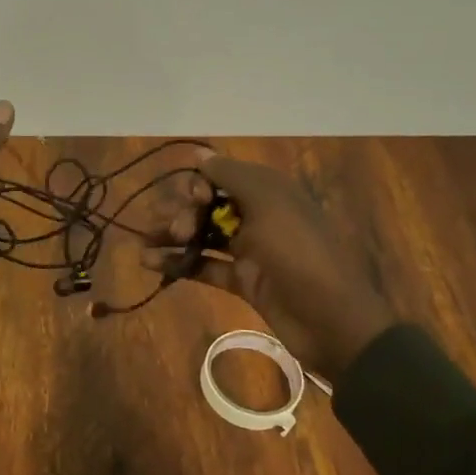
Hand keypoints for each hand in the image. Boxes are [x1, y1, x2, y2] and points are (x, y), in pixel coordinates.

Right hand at [141, 152, 394, 378]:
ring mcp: (250, 250)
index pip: (221, 176)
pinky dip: (179, 263)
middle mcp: (258, 215)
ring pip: (203, 235)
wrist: (332, 320)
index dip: (199, 185)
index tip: (193, 200)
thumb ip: (230, 176)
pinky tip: (151, 264)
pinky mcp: (243, 281)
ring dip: (172, 237)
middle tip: (173, 230)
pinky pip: (205, 266)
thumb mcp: (269, 204)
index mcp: (270, 191)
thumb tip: (199, 153)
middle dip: (182, 212)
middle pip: (207, 205)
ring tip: (143, 247)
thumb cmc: (299, 253)